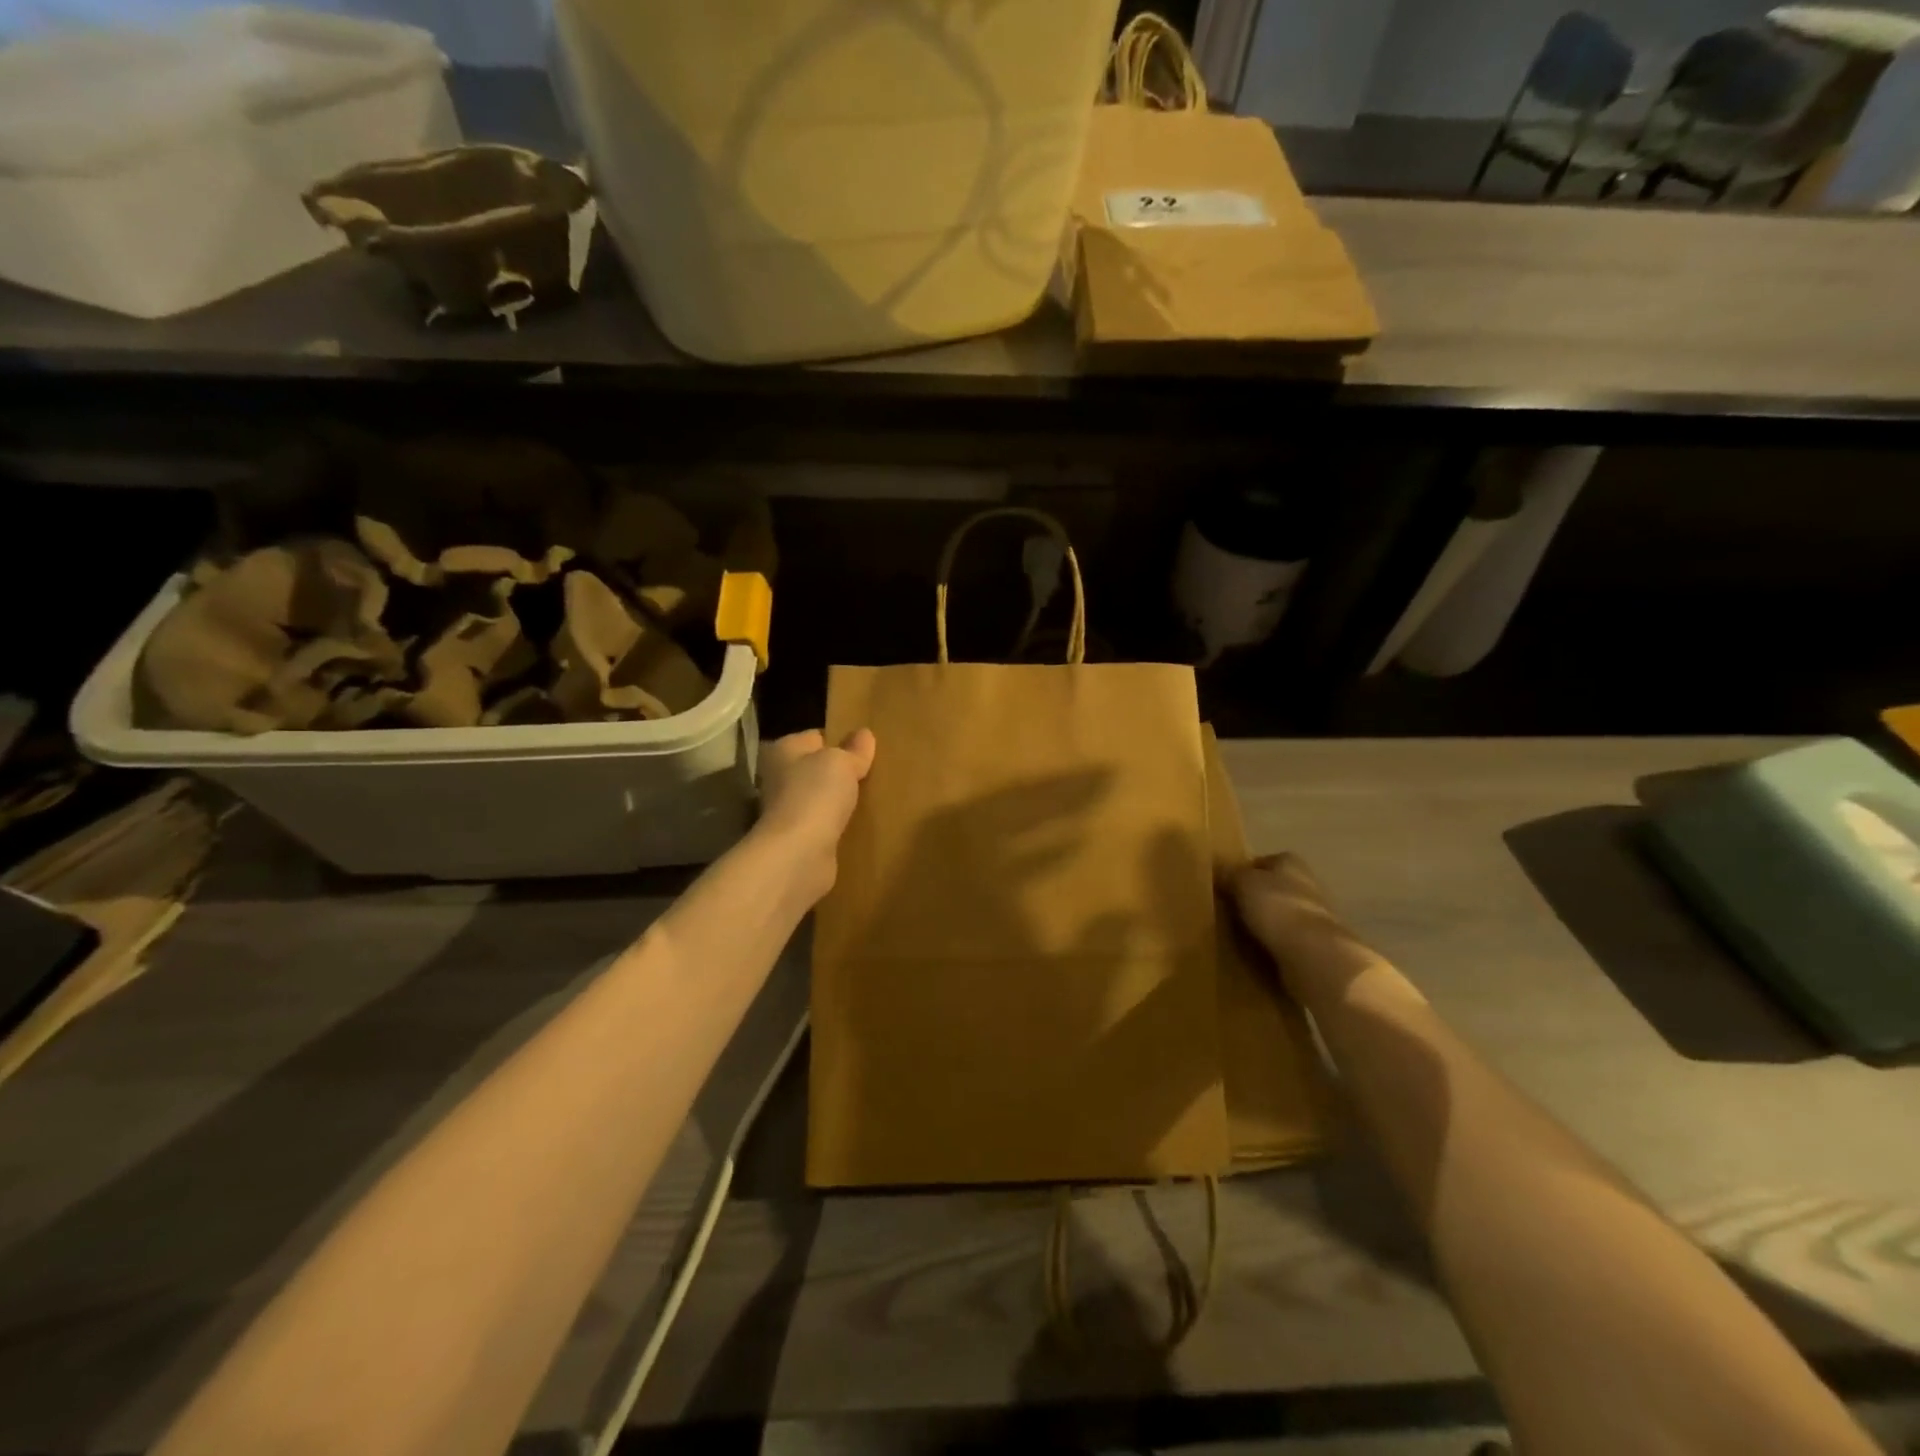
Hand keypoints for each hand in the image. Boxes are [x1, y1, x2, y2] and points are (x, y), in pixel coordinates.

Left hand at [756, 728, 876, 897]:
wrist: (798, 854)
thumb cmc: (815, 795)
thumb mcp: (841, 762)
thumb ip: (854, 749)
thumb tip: (864, 734)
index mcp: (784, 750)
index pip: (816, 737)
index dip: (841, 740)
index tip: (868, 749)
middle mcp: (779, 777)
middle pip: (817, 769)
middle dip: (842, 773)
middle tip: (875, 774)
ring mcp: (787, 810)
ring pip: (822, 798)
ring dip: (841, 800)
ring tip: (873, 798)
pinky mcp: (798, 838)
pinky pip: (825, 824)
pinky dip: (839, 825)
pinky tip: (861, 825)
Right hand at [1230, 853, 1371, 996]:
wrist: (1314, 954)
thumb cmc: (1276, 908)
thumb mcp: (1241, 883)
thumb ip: (1229, 874)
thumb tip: (1218, 869)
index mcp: (1290, 862)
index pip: (1263, 862)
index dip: (1244, 872)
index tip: (1225, 887)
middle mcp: (1307, 884)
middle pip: (1274, 888)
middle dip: (1255, 898)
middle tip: (1229, 911)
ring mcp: (1315, 916)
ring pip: (1282, 915)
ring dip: (1265, 923)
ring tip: (1240, 934)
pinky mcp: (1317, 945)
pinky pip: (1288, 940)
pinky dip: (1274, 944)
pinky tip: (1258, 952)